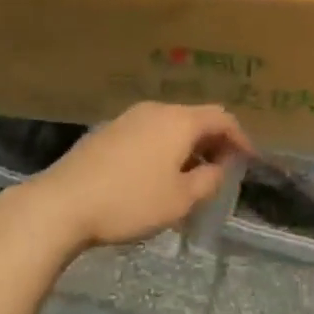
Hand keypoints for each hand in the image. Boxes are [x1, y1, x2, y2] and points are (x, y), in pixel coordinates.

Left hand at [13, 103, 251, 251]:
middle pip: (195, 117)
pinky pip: (149, 132)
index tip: (250, 160)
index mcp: (179, 121)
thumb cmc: (130, 201)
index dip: (240, 137)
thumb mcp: (180, 200)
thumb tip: (218, 167)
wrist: (63, 203)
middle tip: (222, 169)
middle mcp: (156, 110)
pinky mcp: (109, 131)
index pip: (222, 117)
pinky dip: (165, 147)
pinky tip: (158, 174)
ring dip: (188, 145)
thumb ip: (208, 181)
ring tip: (192, 175)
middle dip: (214, 141)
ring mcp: (129, 117)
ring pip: (171, 124)